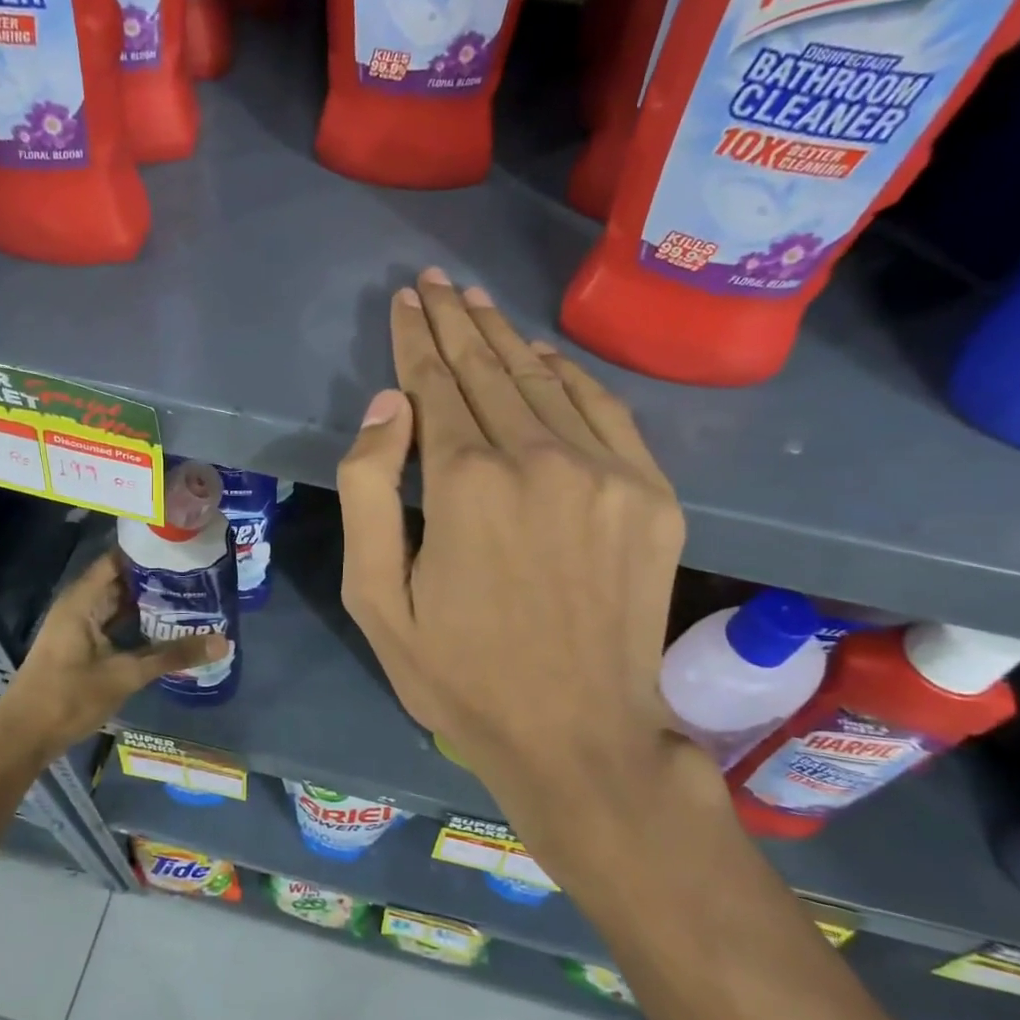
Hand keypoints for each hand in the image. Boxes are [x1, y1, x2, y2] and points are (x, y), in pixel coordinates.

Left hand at [0, 549, 225, 765]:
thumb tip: (223, 641)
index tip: (185, 547)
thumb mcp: (125, 675)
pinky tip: (169, 628)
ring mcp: (80, 627)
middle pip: (122, 580)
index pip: (119, 559)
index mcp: (82, 600)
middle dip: (157, 577)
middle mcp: (80, 605)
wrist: (23, 738)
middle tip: (200, 573)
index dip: (149, 551)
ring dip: (151, 602)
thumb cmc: (68, 697)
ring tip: (193, 596)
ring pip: (120, 604)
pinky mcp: (83, 647)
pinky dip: (140, 623)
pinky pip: (116, 624)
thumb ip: (173, 655)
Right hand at [337, 271, 716, 884]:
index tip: (405, 301)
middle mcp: (538, 459)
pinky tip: (544, 357)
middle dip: (455, 321)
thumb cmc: (462, 676)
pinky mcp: (651, 496)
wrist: (580, 737)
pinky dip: (569, 376)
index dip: (416, 339)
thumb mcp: (376, 600)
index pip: (434, 384)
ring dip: (506, 338)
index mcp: (465, 483)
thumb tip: (389, 405)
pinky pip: (605, 412)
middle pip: (488, 370)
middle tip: (435, 282)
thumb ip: (368, 492)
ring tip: (478, 303)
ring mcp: (605, 474)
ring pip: (544, 381)